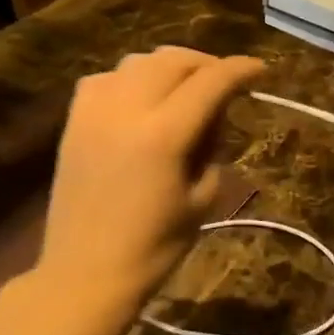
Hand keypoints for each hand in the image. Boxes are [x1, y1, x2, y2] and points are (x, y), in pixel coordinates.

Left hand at [34, 46, 264, 330]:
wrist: (85, 274)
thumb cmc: (155, 247)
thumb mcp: (202, 198)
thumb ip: (211, 147)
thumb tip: (214, 115)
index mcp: (164, 136)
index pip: (210, 82)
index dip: (240, 70)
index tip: (260, 70)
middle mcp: (126, 111)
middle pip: (173, 61)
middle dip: (206, 64)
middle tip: (225, 81)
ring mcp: (94, 113)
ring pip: (138, 62)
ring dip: (169, 67)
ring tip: (185, 86)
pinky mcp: (73, 122)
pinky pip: (105, 79)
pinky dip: (131, 78)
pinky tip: (141, 99)